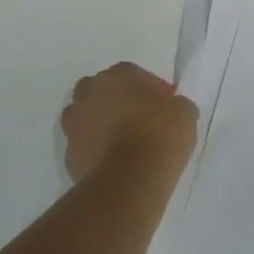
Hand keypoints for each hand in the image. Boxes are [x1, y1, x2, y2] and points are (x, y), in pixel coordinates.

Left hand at [61, 62, 195, 185]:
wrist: (129, 180)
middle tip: (137, 119)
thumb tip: (172, 108)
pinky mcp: (69, 154)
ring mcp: (74, 124)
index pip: (131, 73)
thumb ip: (175, 104)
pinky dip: (93, 150)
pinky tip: (112, 162)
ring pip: (84, 116)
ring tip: (121, 142)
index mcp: (117, 76)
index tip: (162, 106)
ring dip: (99, 123)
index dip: (148, 88)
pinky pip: (82, 145)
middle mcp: (90, 93)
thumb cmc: (159, 136)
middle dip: (115, 100)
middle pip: (100, 90)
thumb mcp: (185, 113)